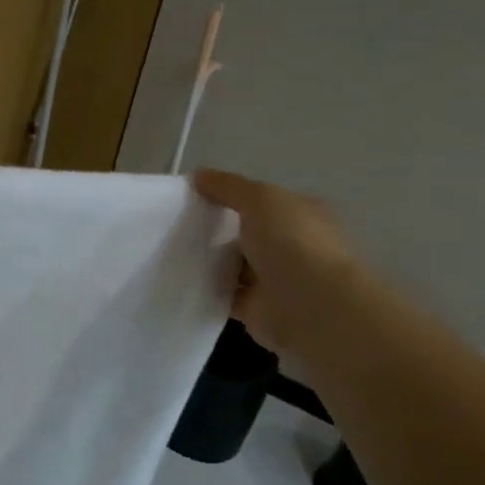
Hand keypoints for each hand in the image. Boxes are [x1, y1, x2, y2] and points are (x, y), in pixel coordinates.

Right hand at [194, 168, 369, 360]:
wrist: (312, 307)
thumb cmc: (292, 242)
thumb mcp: (259, 198)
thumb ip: (227, 186)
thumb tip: (198, 175)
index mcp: (301, 215)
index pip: (261, 202)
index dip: (229, 196)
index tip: (194, 196)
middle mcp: (292, 246)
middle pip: (245, 233)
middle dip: (215, 229)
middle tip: (177, 223)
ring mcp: (275, 279)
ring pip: (233, 264)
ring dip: (209, 260)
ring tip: (171, 249)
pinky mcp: (258, 308)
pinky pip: (225, 293)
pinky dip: (206, 288)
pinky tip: (182, 278)